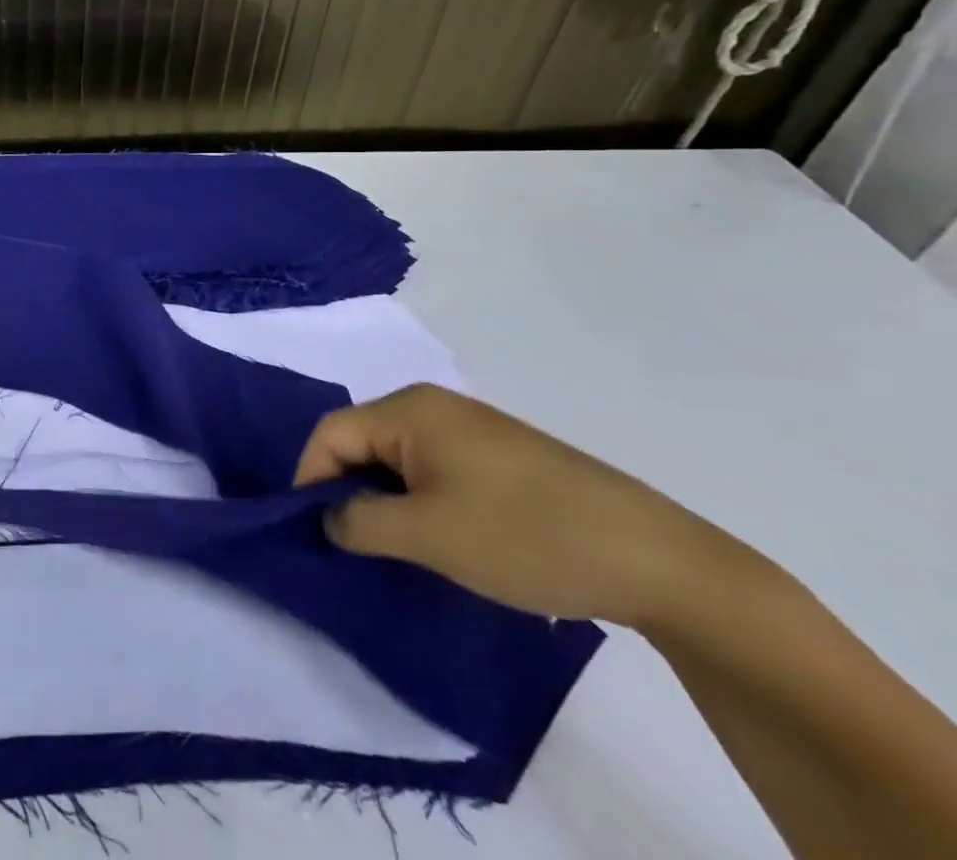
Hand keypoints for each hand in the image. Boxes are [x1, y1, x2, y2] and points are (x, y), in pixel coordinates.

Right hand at [294, 384, 737, 629]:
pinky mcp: (500, 455)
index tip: (309, 531)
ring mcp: (471, 429)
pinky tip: (440, 538)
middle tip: (349, 544)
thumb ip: (358, 522)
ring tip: (393, 547)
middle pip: (361, 441)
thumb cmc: (524, 535)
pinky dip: (419, 500)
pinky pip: (433, 469)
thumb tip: (329, 517)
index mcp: (409, 409)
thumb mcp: (426, 535)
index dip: (309, 479)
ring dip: (384, 500)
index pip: (331, 433)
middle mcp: (433, 405)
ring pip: (397, 459)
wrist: (656, 559)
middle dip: (347, 490)